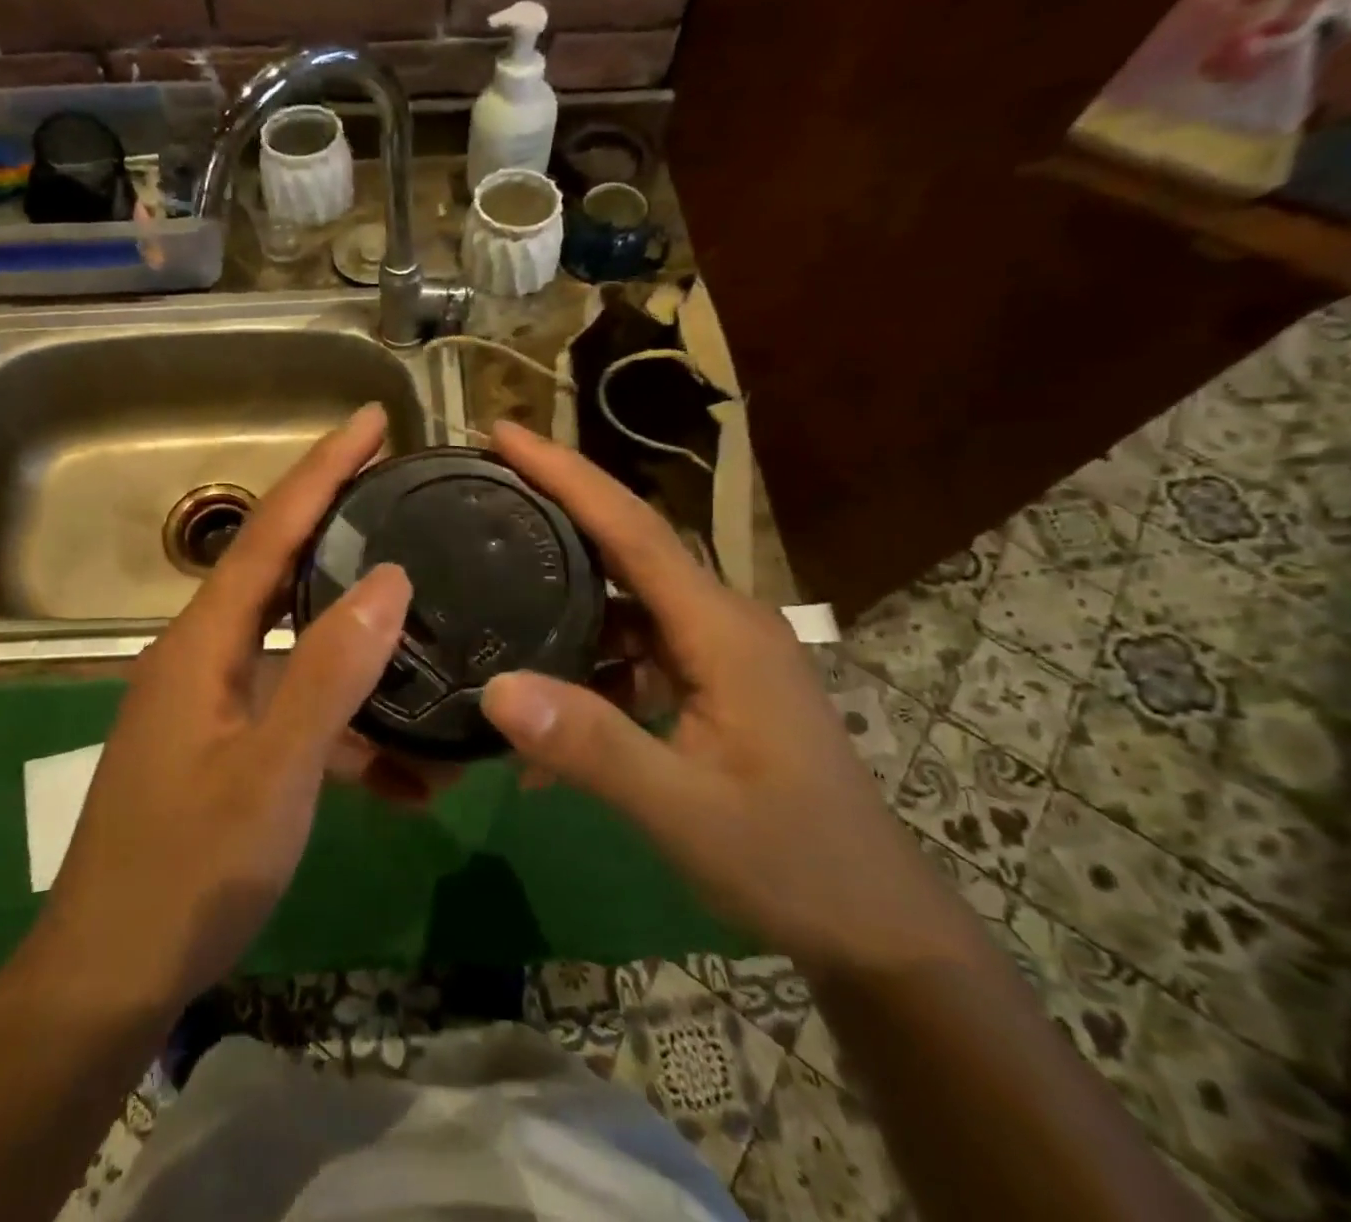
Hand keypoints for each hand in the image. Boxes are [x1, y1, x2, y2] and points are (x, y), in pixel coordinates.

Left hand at [32, 404, 411, 1014]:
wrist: (111, 978)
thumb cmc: (185, 872)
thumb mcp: (271, 773)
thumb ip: (329, 673)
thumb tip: (391, 580)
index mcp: (203, 643)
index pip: (270, 531)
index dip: (322, 470)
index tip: (373, 420)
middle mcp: (204, 655)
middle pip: (282, 570)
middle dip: (340, 526)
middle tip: (405, 494)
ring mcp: (214, 703)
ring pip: (299, 646)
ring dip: (361, 648)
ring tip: (430, 634)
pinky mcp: (226, 746)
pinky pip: (298, 714)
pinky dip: (348, 731)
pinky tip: (406, 777)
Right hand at [478, 422, 979, 976]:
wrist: (873, 924)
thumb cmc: (791, 861)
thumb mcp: (684, 811)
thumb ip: (593, 748)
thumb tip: (496, 688)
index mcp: (721, 628)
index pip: (633, 529)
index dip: (567, 474)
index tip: (504, 432)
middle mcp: (721, 620)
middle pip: (627, 546)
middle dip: (557, 510)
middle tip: (483, 490)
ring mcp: (719, 652)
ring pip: (626, 601)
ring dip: (566, 599)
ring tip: (495, 591)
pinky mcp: (712, 682)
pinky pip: (637, 651)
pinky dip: (591, 667)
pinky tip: (551, 715)